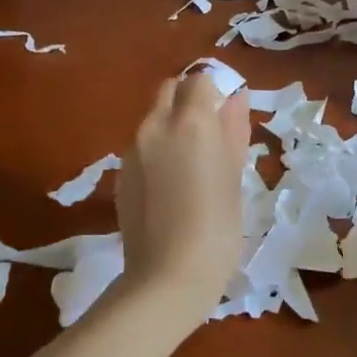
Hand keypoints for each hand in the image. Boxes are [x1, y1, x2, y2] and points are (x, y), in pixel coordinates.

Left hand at [115, 72, 250, 316]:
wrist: (167, 276)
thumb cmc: (218, 227)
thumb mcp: (235, 176)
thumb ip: (234, 130)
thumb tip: (236, 98)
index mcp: (191, 121)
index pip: (200, 80)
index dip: (216, 92)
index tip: (228, 116)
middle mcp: (156, 125)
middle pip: (170, 90)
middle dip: (189, 100)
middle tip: (210, 135)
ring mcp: (132, 149)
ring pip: (153, 118)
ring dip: (172, 125)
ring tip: (191, 165)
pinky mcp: (120, 173)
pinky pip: (141, 145)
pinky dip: (157, 150)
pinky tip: (170, 185)